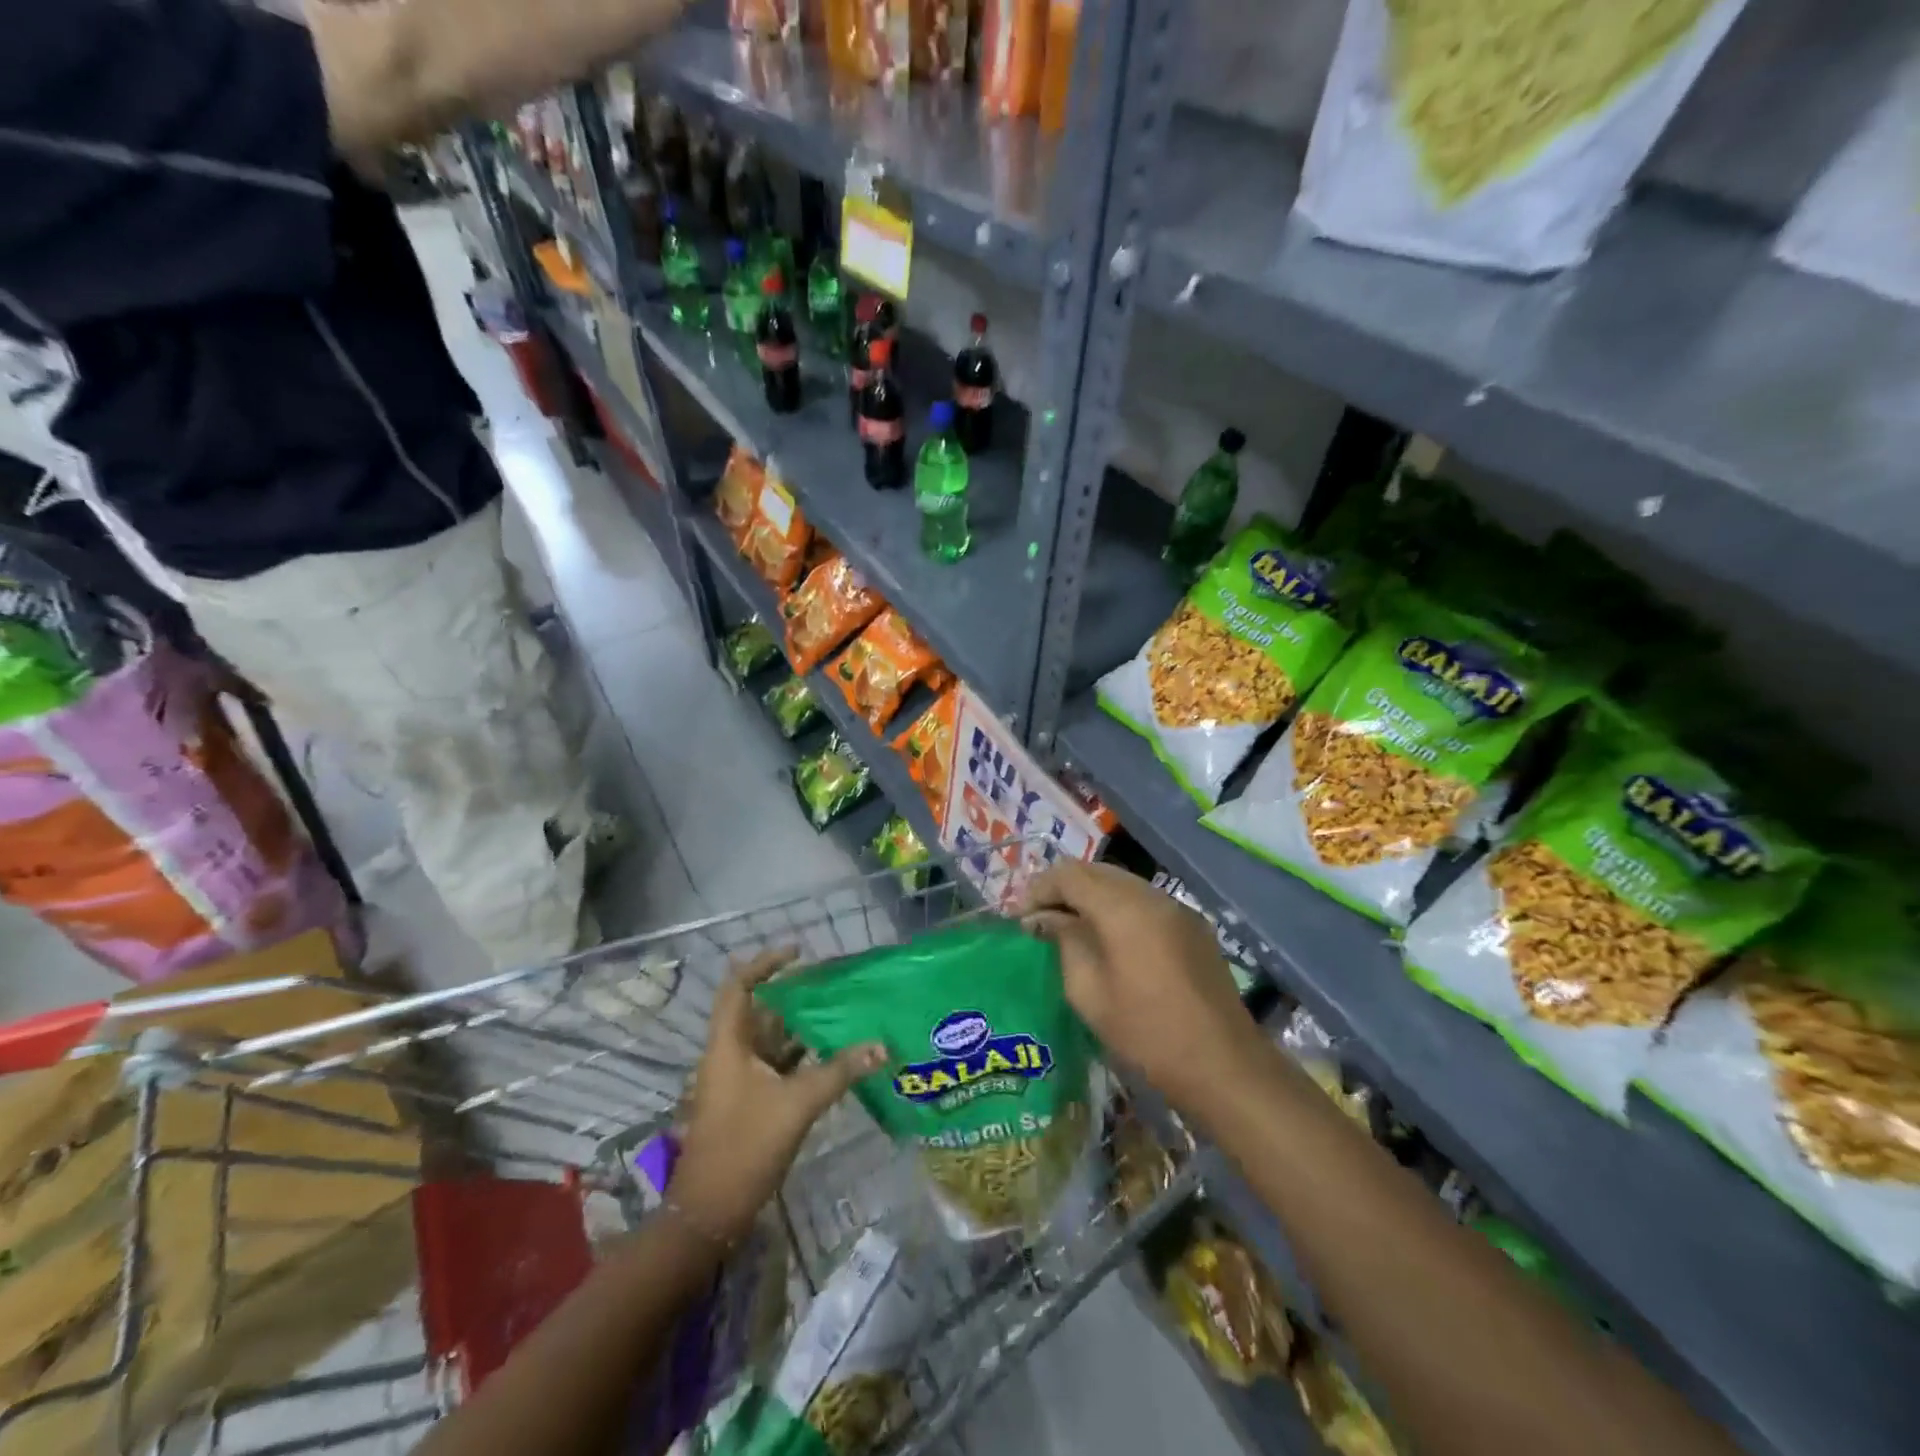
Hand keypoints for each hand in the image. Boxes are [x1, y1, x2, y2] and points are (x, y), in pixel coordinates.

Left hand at [667, 951, 885, 1243]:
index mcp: (728, 1045)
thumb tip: (882, 1045)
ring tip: (839, 1012)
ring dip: (800, 1027)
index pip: (739, 986)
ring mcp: (737, 1080)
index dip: (765, 963)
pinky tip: (831, 1054)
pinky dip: (800, 1056)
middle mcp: (729, 1055)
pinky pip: (776, 1065)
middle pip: (759, 1011)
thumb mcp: (797, 1104)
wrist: (710, 1214)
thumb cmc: (745, 1147)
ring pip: (770, 1040)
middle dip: (793, 995)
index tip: (798, 953)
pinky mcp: (748, 1102)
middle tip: (832, 984)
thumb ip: (840, 1071)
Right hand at [1025, 860, 1267, 1121]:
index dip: (1039, 889)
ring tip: (1070, 927)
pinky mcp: (1193, 925)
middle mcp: (1151, 895)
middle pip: (1096, 871)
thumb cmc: (1147, 1033)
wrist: (1224, 1065)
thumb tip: (1043, 919)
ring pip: (1121, 883)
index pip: (1069, 874)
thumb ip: (1064, 942)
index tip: (1020, 918)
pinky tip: (1109, 938)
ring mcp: (1177, 907)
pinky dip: (1118, 908)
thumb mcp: (1089, 992)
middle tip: (1040, 920)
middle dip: (1063, 888)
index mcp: (1123, 907)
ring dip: (1091, 896)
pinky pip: (1145, 901)